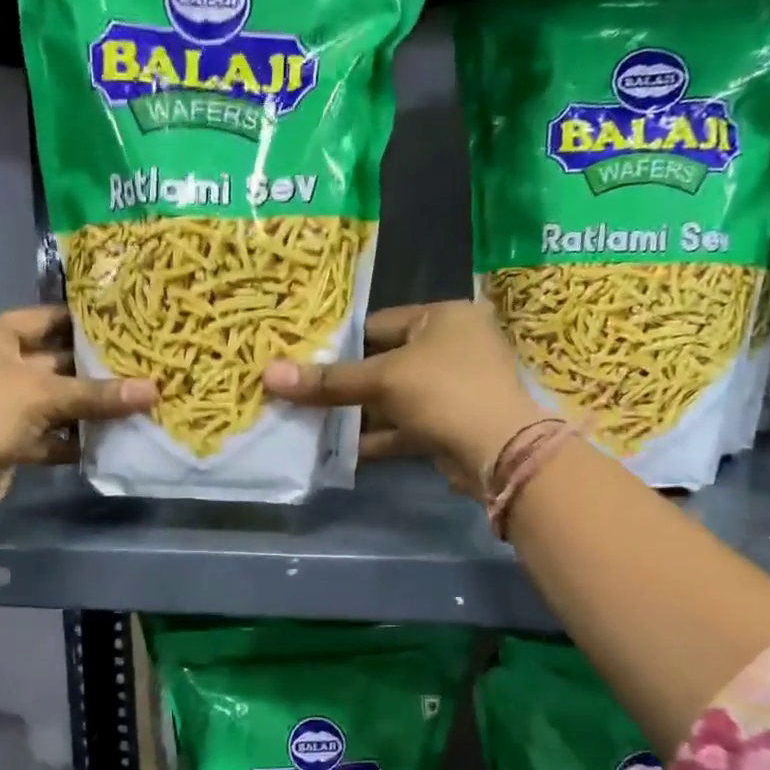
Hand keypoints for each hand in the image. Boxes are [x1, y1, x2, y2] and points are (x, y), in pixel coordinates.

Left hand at [0, 305, 153, 517]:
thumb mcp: (45, 394)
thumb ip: (99, 394)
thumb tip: (154, 390)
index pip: (44, 318)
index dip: (81, 320)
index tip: (122, 323)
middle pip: (54, 361)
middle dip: (93, 369)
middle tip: (139, 366)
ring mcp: (2, 405)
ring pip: (54, 401)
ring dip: (87, 407)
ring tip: (133, 403)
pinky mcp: (9, 440)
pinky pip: (49, 433)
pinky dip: (73, 438)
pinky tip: (108, 439)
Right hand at [263, 300, 542, 496]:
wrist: (500, 453)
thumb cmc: (443, 392)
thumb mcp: (382, 380)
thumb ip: (328, 380)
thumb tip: (268, 374)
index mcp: (444, 317)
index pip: (380, 323)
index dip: (342, 342)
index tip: (304, 358)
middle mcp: (453, 346)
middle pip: (384, 362)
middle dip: (346, 383)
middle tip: (303, 392)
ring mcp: (453, 388)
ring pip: (393, 398)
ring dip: (357, 413)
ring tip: (312, 422)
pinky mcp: (449, 425)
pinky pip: (404, 426)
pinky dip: (376, 437)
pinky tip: (341, 450)